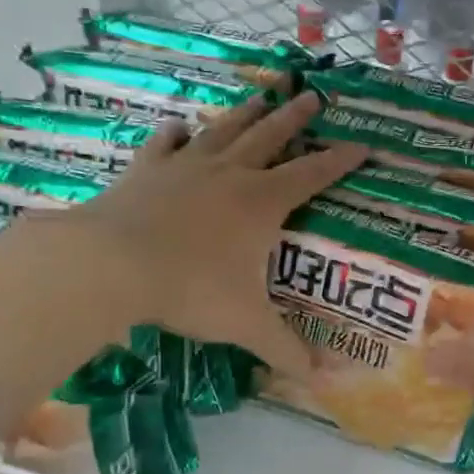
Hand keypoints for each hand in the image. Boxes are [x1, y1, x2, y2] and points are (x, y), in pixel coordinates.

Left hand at [65, 91, 364, 377]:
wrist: (112, 264)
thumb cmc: (190, 288)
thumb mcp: (245, 324)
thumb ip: (284, 349)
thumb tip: (320, 380)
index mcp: (261, 203)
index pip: (312, 175)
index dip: (339, 161)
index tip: (362, 144)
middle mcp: (229, 175)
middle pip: (270, 137)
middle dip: (294, 118)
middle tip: (312, 95)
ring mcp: (185, 167)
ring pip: (223, 130)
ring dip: (245, 112)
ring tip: (261, 93)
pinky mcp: (146, 170)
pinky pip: (165, 144)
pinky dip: (175, 133)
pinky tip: (179, 126)